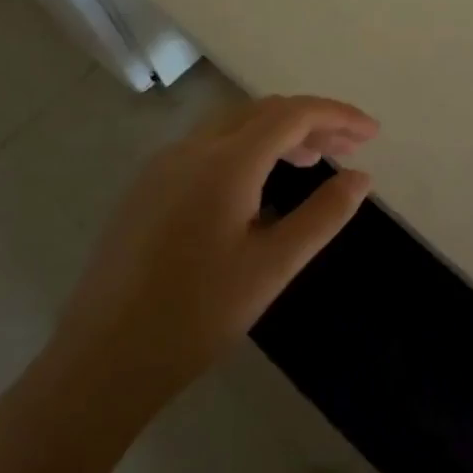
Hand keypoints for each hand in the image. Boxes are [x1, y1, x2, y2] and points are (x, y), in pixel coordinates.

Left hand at [46, 95, 377, 415]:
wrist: (100, 361)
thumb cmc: (196, 315)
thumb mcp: (272, 267)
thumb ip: (323, 215)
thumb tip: (361, 178)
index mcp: (226, 161)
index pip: (293, 114)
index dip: (338, 115)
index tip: (372, 133)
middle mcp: (192, 148)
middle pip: (263, 111)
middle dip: (311, 121)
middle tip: (347, 148)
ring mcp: (163, 164)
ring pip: (234, 125)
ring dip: (278, 132)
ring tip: (311, 161)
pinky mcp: (147, 186)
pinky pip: (208, 146)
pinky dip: (246, 148)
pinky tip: (257, 185)